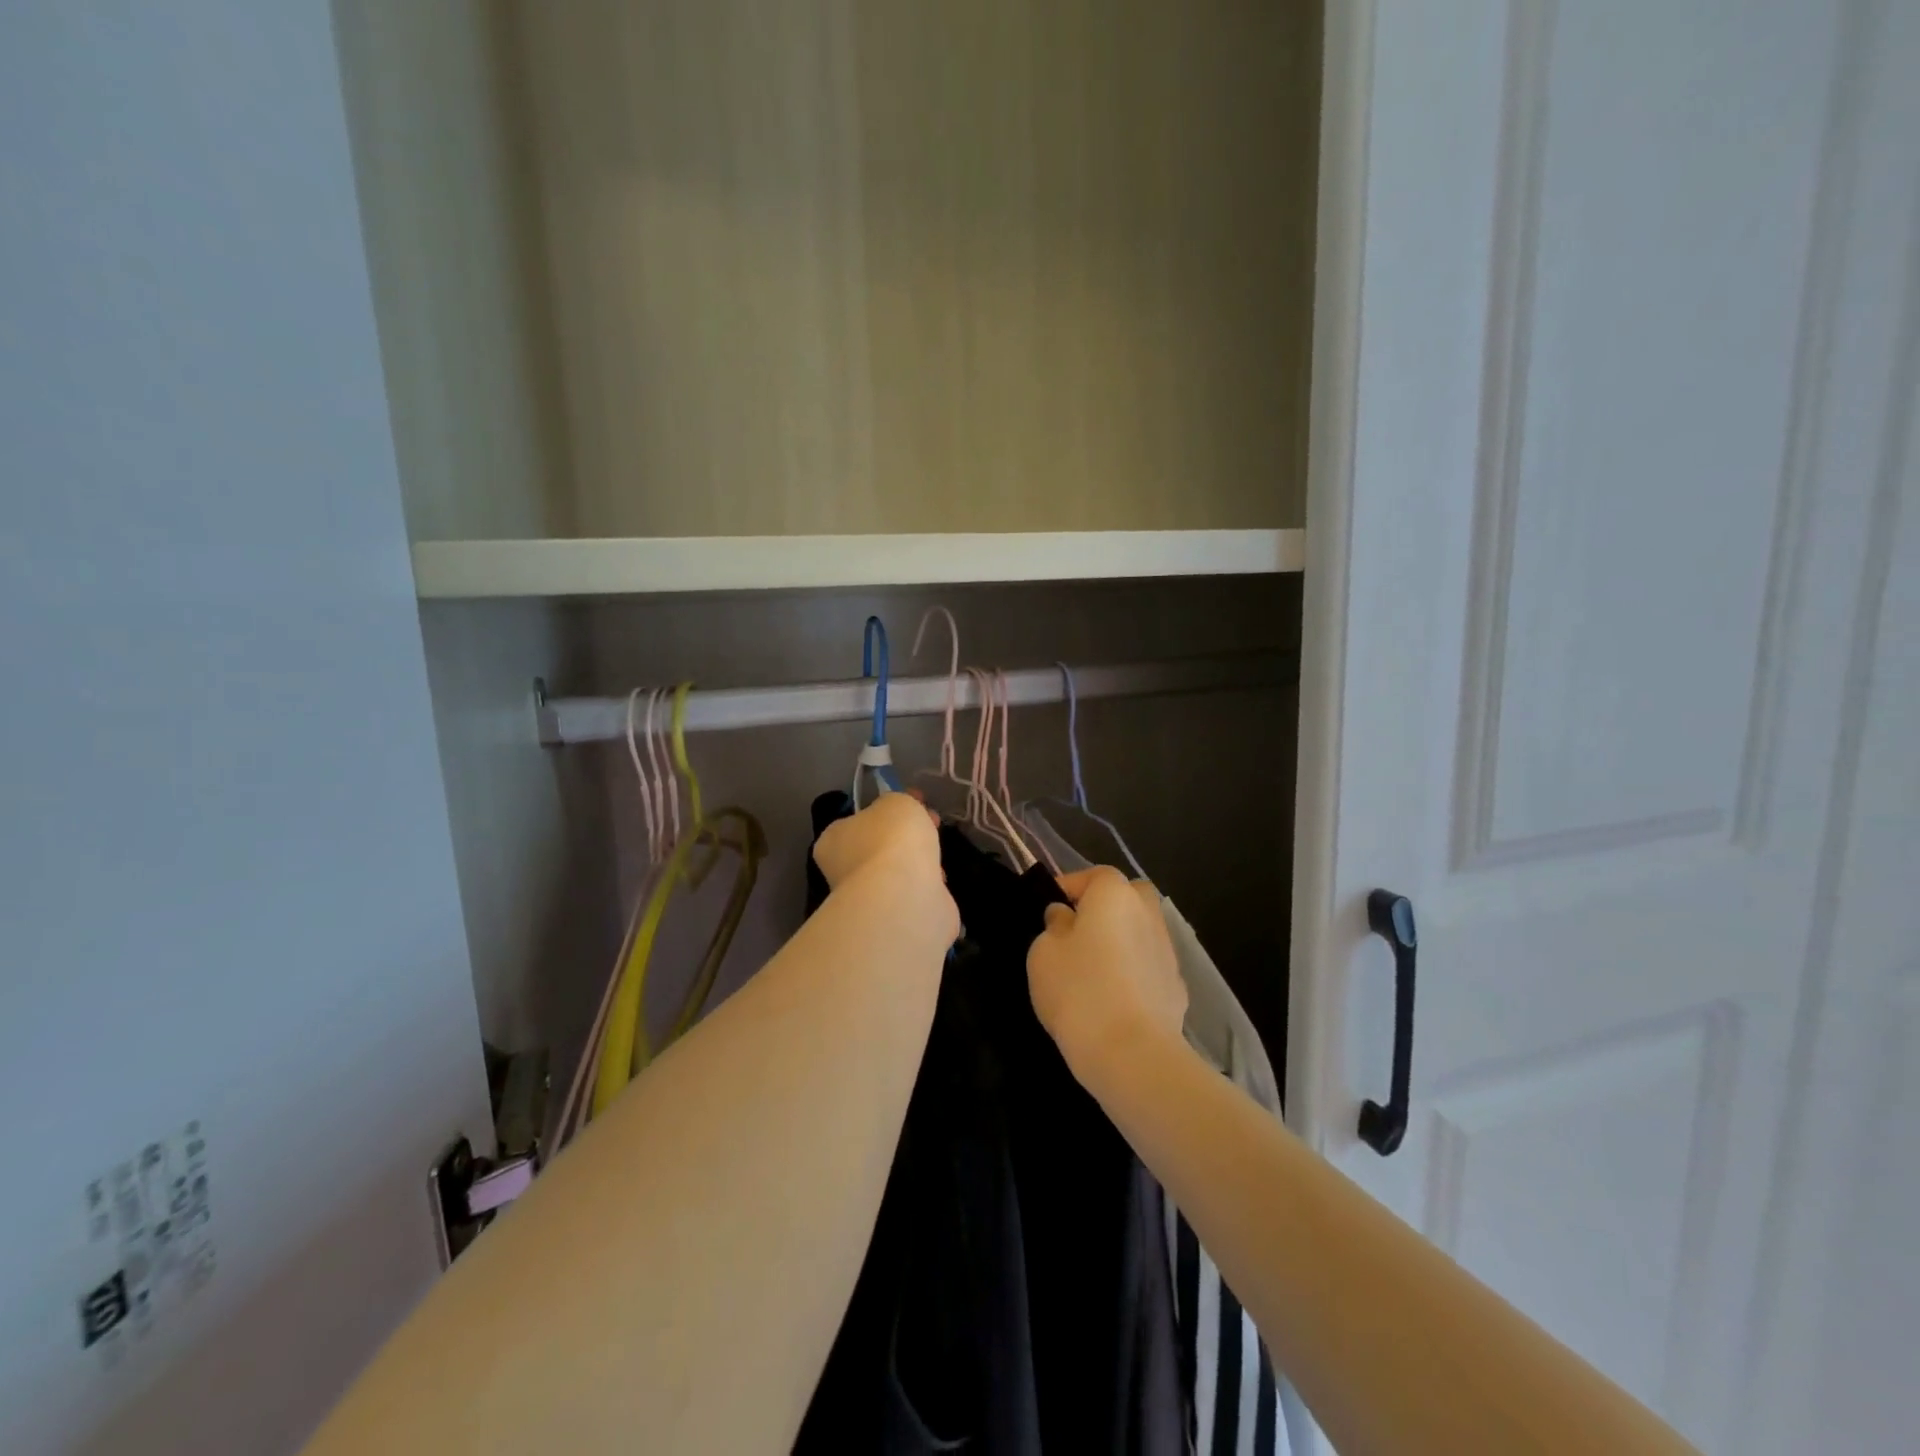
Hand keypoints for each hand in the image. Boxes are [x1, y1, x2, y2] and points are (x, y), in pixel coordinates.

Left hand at [812, 790, 947, 904]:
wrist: (905, 897)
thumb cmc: (892, 840)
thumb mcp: (896, 802)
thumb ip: (896, 804)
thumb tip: (899, 814)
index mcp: (833, 841)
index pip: (857, 820)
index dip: (888, 808)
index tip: (916, 801)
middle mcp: (843, 871)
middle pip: (880, 845)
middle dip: (908, 834)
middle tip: (933, 821)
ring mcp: (868, 899)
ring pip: (897, 871)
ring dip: (919, 861)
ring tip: (938, 856)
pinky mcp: (893, 918)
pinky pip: (913, 893)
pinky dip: (926, 886)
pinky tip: (937, 881)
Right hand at [1027, 866, 1187, 1086]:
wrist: (1132, 1054)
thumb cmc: (1079, 990)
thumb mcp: (1043, 952)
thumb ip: (1054, 926)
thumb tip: (1065, 917)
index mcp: (1115, 894)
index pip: (1091, 875)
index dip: (1067, 888)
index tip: (1048, 910)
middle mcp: (1147, 913)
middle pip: (1128, 897)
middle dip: (1105, 908)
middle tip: (1077, 933)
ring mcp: (1168, 951)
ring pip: (1140, 932)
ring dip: (1121, 942)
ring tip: (1093, 971)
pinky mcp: (1177, 988)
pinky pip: (1148, 968)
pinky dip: (1134, 974)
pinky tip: (1115, 1000)